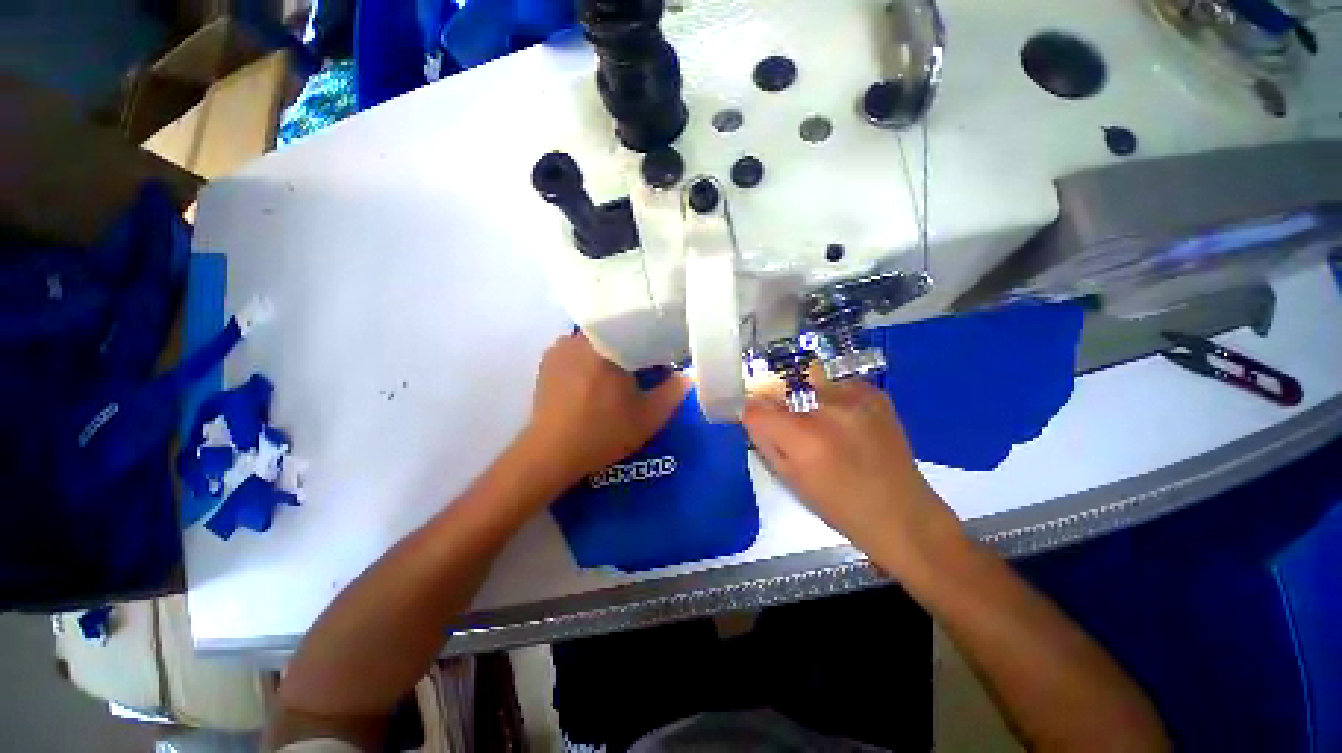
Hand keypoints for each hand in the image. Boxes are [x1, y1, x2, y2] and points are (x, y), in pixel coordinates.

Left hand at [520, 333, 687, 487]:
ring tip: (622, 376)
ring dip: (611, 354)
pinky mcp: (547, 364)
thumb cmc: (603, 432)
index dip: (655, 341)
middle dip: (633, 349)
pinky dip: (591, 361)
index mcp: (605, 344)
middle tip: (647, 369)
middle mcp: (579, 338)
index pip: (638, 328)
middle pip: (615, 334)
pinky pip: (577, 352)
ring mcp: (559, 349)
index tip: (665, 357)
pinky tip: (596, 382)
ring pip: (596, 342)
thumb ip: (674, 391)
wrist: (551, 455)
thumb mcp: (649, 416)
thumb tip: (686, 375)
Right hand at [742, 380, 959, 560]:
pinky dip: (832, 399)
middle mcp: (827, 408)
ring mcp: (854, 396)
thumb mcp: (789, 478)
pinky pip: (836, 385)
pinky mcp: (874, 393)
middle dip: (777, 402)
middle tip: (789, 424)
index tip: (757, 421)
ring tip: (821, 424)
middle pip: (781, 388)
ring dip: (805, 399)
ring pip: (808, 382)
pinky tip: (845, 422)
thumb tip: (750, 414)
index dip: (752, 414)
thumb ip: (763, 440)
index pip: (755, 408)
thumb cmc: (839, 506)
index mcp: (803, 437)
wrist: (902, 513)